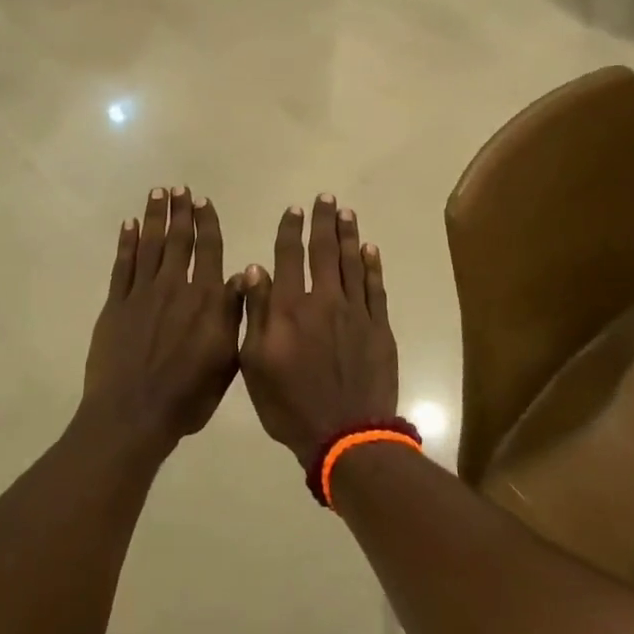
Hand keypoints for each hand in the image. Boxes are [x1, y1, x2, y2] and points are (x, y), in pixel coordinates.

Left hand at [82, 188, 242, 452]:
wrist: (133, 414)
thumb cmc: (188, 396)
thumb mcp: (227, 361)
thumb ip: (234, 314)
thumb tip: (244, 275)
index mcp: (206, 300)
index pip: (209, 250)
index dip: (207, 223)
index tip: (203, 201)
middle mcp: (175, 287)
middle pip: (178, 240)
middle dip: (179, 212)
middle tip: (178, 188)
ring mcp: (142, 293)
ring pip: (150, 245)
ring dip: (154, 217)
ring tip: (157, 194)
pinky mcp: (116, 304)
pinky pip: (123, 265)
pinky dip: (127, 243)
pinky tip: (129, 225)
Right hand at [238, 197, 398, 468]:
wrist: (346, 435)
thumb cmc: (290, 405)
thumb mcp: (255, 364)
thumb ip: (256, 313)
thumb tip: (254, 269)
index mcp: (289, 308)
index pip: (288, 257)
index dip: (290, 231)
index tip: (293, 210)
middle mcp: (324, 300)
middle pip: (324, 252)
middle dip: (323, 222)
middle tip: (326, 198)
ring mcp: (356, 313)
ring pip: (352, 263)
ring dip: (348, 235)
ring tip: (346, 212)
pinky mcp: (379, 328)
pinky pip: (376, 288)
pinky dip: (372, 266)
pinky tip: (370, 250)